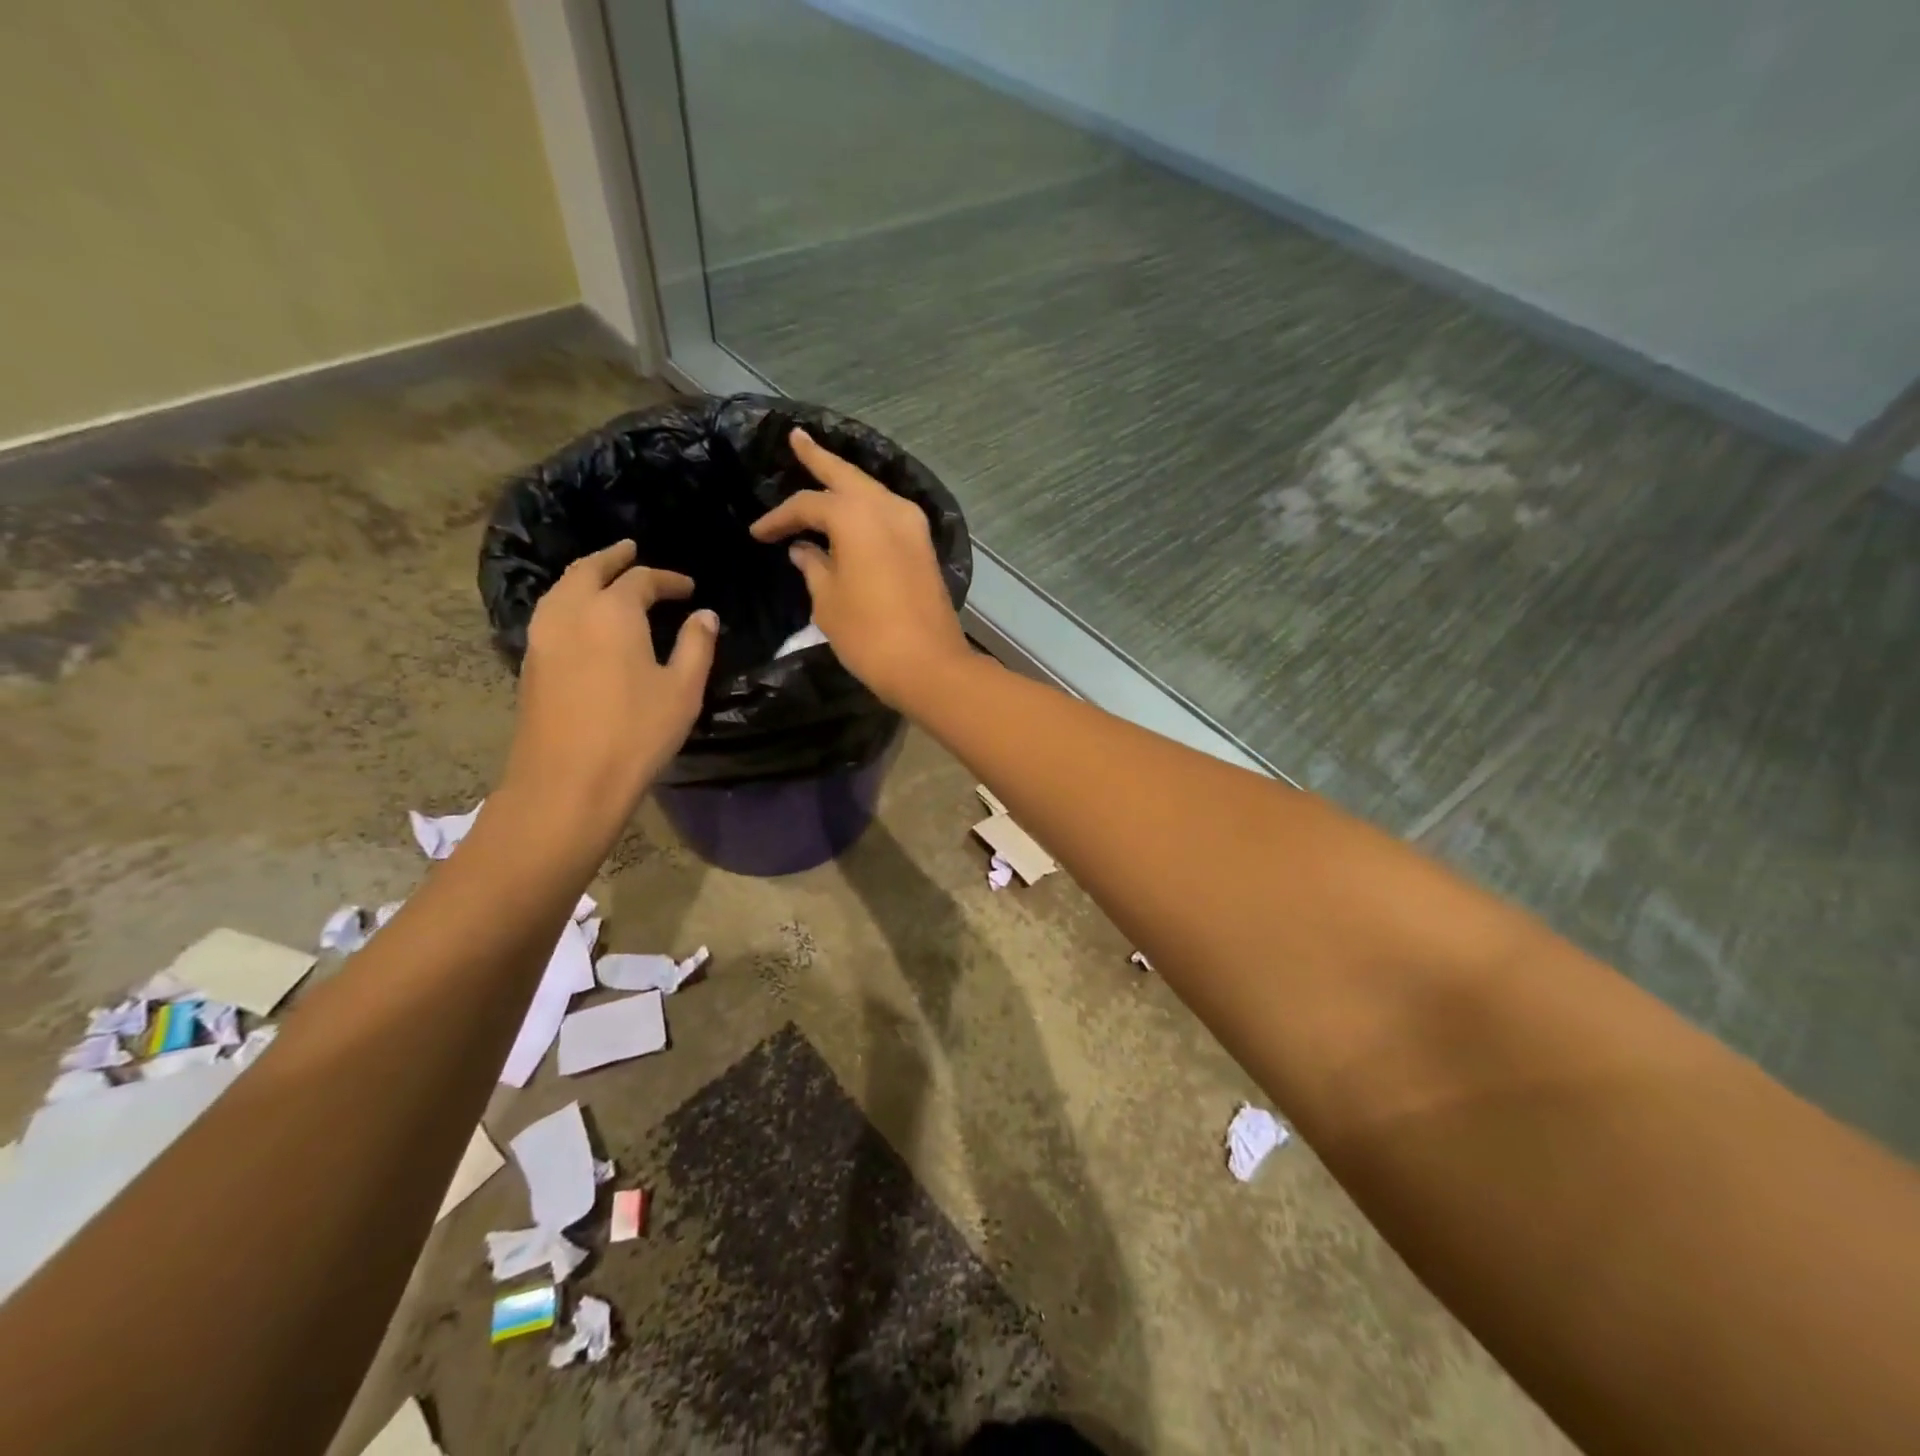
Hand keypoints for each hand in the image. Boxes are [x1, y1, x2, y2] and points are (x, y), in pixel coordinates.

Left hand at [503, 540, 716, 832]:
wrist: (568, 780)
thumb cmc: (636, 733)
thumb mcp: (683, 689)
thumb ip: (696, 646)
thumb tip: (704, 616)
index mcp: (613, 611)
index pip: (642, 579)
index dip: (668, 580)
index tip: (689, 589)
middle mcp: (572, 611)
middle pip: (590, 569)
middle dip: (614, 558)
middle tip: (632, 551)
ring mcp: (543, 635)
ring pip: (563, 588)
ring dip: (586, 575)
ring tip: (605, 576)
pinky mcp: (531, 660)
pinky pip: (551, 611)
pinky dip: (570, 599)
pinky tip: (583, 616)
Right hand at [750, 428, 970, 707]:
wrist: (929, 665)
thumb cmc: (869, 635)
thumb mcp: (829, 602)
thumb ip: (814, 568)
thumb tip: (804, 550)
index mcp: (856, 516)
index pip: (808, 505)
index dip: (780, 518)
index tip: (758, 534)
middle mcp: (888, 508)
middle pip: (847, 476)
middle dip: (819, 458)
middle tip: (797, 438)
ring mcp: (912, 525)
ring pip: (871, 491)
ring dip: (846, 482)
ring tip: (822, 468)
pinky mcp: (923, 546)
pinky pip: (888, 512)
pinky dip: (866, 506)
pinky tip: (853, 509)